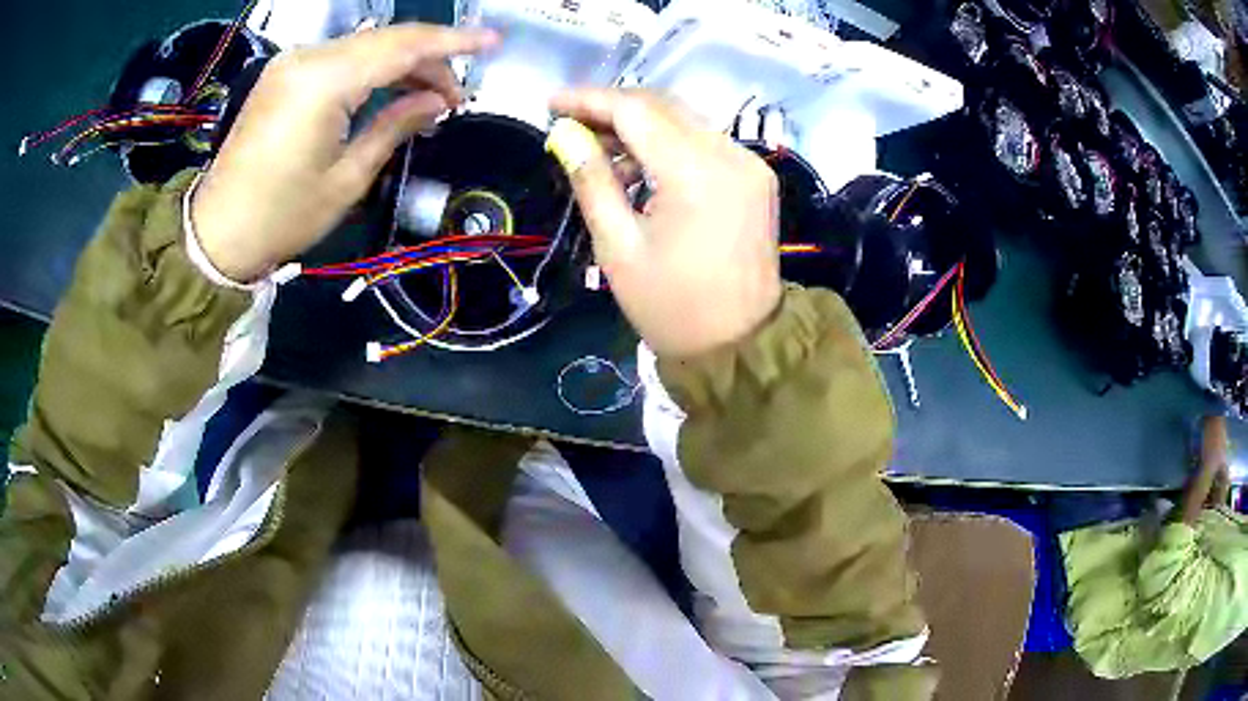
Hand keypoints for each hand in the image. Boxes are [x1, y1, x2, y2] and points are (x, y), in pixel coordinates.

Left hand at [191, 25, 498, 281]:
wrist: (217, 234)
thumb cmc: (282, 216)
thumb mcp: (347, 178)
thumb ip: (395, 125)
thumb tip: (436, 101)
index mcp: (324, 82)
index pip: (402, 45)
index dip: (452, 42)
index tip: (491, 42)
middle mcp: (308, 58)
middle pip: (385, 40)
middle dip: (428, 59)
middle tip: (454, 97)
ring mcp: (292, 63)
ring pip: (363, 45)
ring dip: (400, 64)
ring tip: (428, 97)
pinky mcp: (283, 74)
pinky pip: (339, 58)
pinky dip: (370, 69)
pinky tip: (388, 90)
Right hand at [549, 90, 782, 357]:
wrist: (740, 345)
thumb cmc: (671, 306)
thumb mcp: (617, 246)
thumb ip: (591, 180)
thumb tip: (564, 135)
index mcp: (695, 172)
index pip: (635, 109)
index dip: (588, 100)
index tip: (550, 103)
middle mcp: (730, 154)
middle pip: (663, 106)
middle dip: (612, 108)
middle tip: (570, 125)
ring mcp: (749, 163)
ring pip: (685, 120)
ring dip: (640, 126)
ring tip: (598, 152)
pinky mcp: (756, 177)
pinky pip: (704, 142)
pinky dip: (668, 144)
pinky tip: (639, 166)